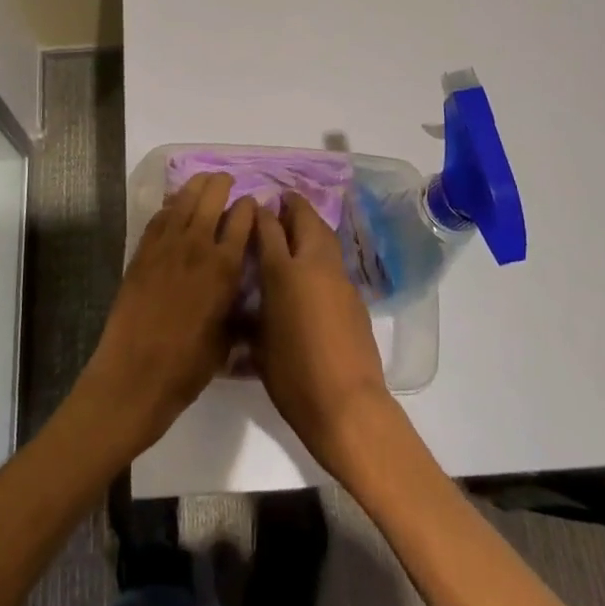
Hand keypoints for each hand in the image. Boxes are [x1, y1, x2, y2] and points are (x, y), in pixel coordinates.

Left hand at [75, 173, 255, 456]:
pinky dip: (171, 204)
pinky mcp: (142, 251)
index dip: (249, 207)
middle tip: (228, 182)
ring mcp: (166, 245)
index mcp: (224, 267)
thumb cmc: (188, 366)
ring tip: (205, 180)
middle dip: (223, 184)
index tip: (252, 204)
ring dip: (197, 185)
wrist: (135, 374)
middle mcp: (197, 246)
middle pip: (212, 197)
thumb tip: (240, 295)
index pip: (242, 220)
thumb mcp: (227, 339)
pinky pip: (160, 216)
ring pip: (184, 199)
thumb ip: (235, 307)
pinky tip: (176, 204)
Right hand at [251, 194, 399, 479]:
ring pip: (325, 235)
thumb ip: (253, 314)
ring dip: (311, 223)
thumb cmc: (293, 377)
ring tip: (298, 222)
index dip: (259, 214)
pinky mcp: (355, 295)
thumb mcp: (258, 345)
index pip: (268, 228)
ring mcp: (339, 278)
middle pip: (304, 220)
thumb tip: (249, 301)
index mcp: (283, 273)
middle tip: (281, 201)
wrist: (347, 405)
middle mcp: (312, 265)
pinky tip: (314, 263)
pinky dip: (323, 249)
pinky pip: (335, 259)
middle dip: (292, 206)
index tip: (252, 206)